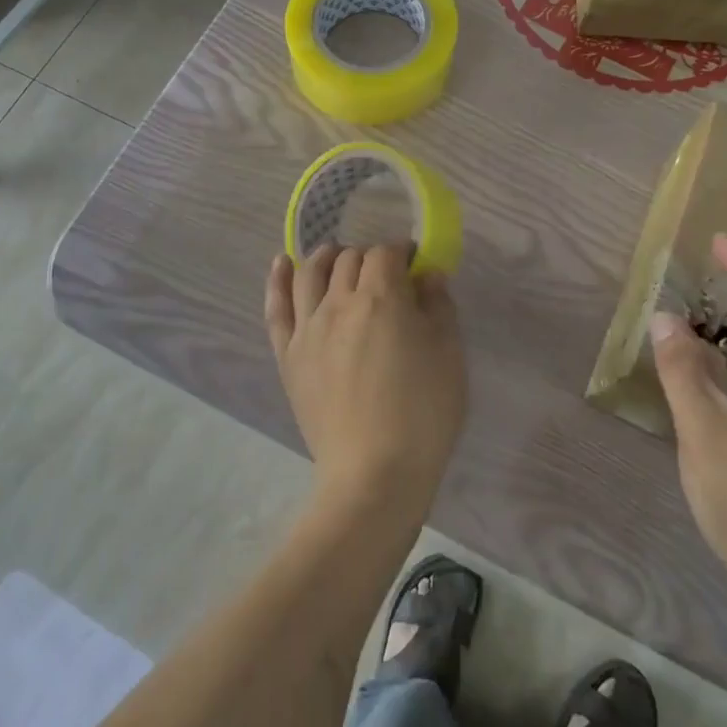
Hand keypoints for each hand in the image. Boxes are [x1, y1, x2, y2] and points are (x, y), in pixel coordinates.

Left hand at [265, 245, 466, 515]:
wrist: (374, 474)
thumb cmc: (423, 414)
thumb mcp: (449, 355)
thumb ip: (439, 306)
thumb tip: (427, 274)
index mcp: (382, 297)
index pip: (386, 253)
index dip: (402, 252)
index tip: (415, 267)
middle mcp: (339, 302)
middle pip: (349, 259)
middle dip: (370, 258)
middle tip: (386, 277)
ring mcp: (308, 328)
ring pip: (310, 273)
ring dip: (326, 257)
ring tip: (337, 257)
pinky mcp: (288, 355)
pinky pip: (277, 308)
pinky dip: (278, 281)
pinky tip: (281, 264)